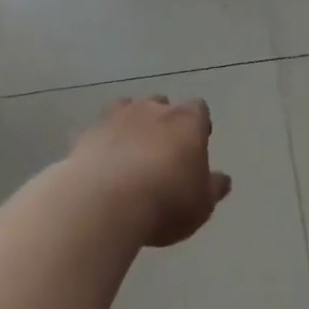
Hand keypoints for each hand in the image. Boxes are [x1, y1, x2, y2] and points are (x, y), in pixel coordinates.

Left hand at [66, 97, 232, 247]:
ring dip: (128, 124)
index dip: (197, 125)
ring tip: (128, 151)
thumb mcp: (201, 204)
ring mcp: (115, 117)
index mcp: (187, 122)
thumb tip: (222, 179)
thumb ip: (212, 187)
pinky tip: (99, 164)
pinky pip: (96, 132)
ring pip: (125, 108)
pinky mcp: (85, 133)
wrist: (105, 201)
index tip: (196, 144)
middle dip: (161, 120)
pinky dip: (100, 143)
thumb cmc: (166, 201)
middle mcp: (152, 110)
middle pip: (160, 103)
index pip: (198, 109)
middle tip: (161, 149)